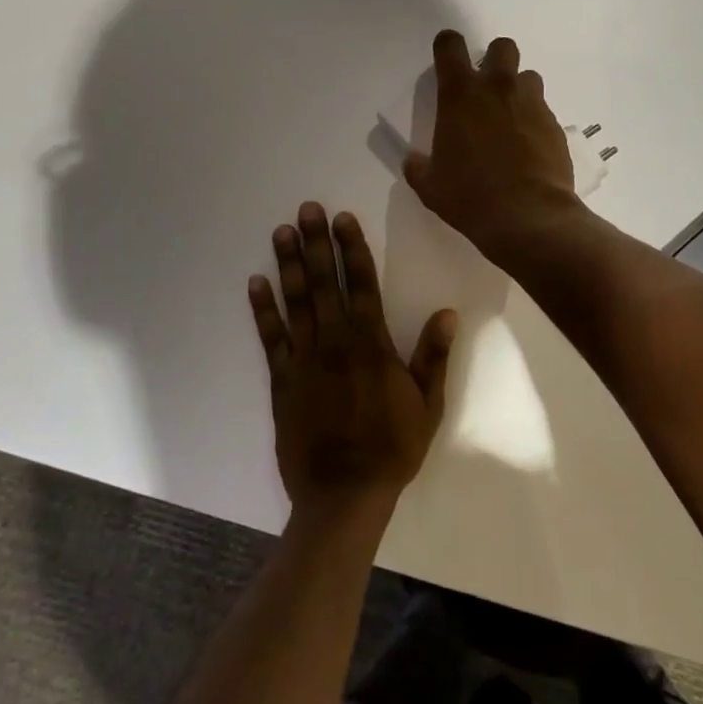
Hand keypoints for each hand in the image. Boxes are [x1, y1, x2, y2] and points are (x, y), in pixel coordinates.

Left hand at [249, 203, 455, 521]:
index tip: (343, 218)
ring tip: (281, 232)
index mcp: (371, 344)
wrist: (344, 494)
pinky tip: (255, 283)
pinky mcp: (282, 380)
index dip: (352, 249)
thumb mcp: (428, 405)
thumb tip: (447, 313)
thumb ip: (433, 356)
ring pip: (295, 302)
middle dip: (316, 243)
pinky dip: (263, 309)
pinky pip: (271, 338)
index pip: (361, 284)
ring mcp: (304, 360)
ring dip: (288, 265)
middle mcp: (335, 342)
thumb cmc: (392, 448)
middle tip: (306, 209)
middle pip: (324, 283)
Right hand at [404, 30, 582, 263]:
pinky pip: (544, 111)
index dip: (447, 46)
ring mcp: (532, 105)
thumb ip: (419, 167)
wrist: (528, 216)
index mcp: (460, 95)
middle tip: (486, 89)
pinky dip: (535, 122)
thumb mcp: (430, 186)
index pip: (450, 46)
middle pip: (502, 47)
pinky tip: (529, 149)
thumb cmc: (469, 197)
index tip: (446, 60)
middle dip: (494, 60)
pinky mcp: (556, 126)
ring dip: (519, 90)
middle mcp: (498, 89)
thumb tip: (414, 161)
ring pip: (529, 77)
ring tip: (511, 120)